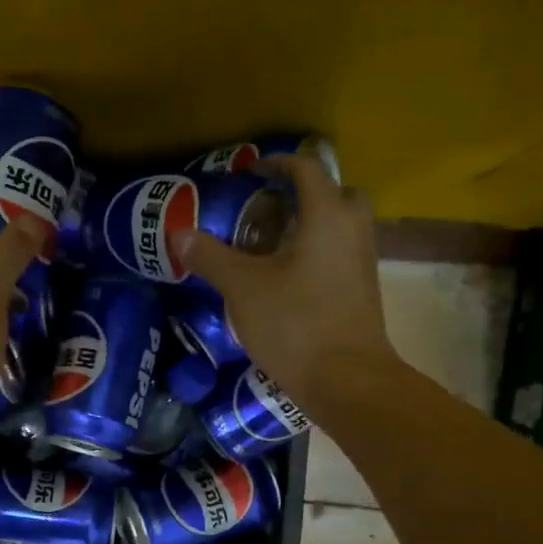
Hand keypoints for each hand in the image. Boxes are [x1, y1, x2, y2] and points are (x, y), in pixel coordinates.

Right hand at [173, 155, 398, 420]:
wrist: (347, 380)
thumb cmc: (295, 324)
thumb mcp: (242, 288)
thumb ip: (210, 256)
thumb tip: (179, 233)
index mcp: (327, 217)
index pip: (307, 169)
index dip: (277, 163)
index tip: (250, 172)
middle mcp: (353, 231)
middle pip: (335, 193)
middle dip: (303, 193)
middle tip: (268, 208)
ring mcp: (363, 262)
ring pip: (340, 226)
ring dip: (310, 224)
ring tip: (270, 244)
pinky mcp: (362, 291)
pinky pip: (340, 254)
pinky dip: (317, 252)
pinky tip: (285, 278)